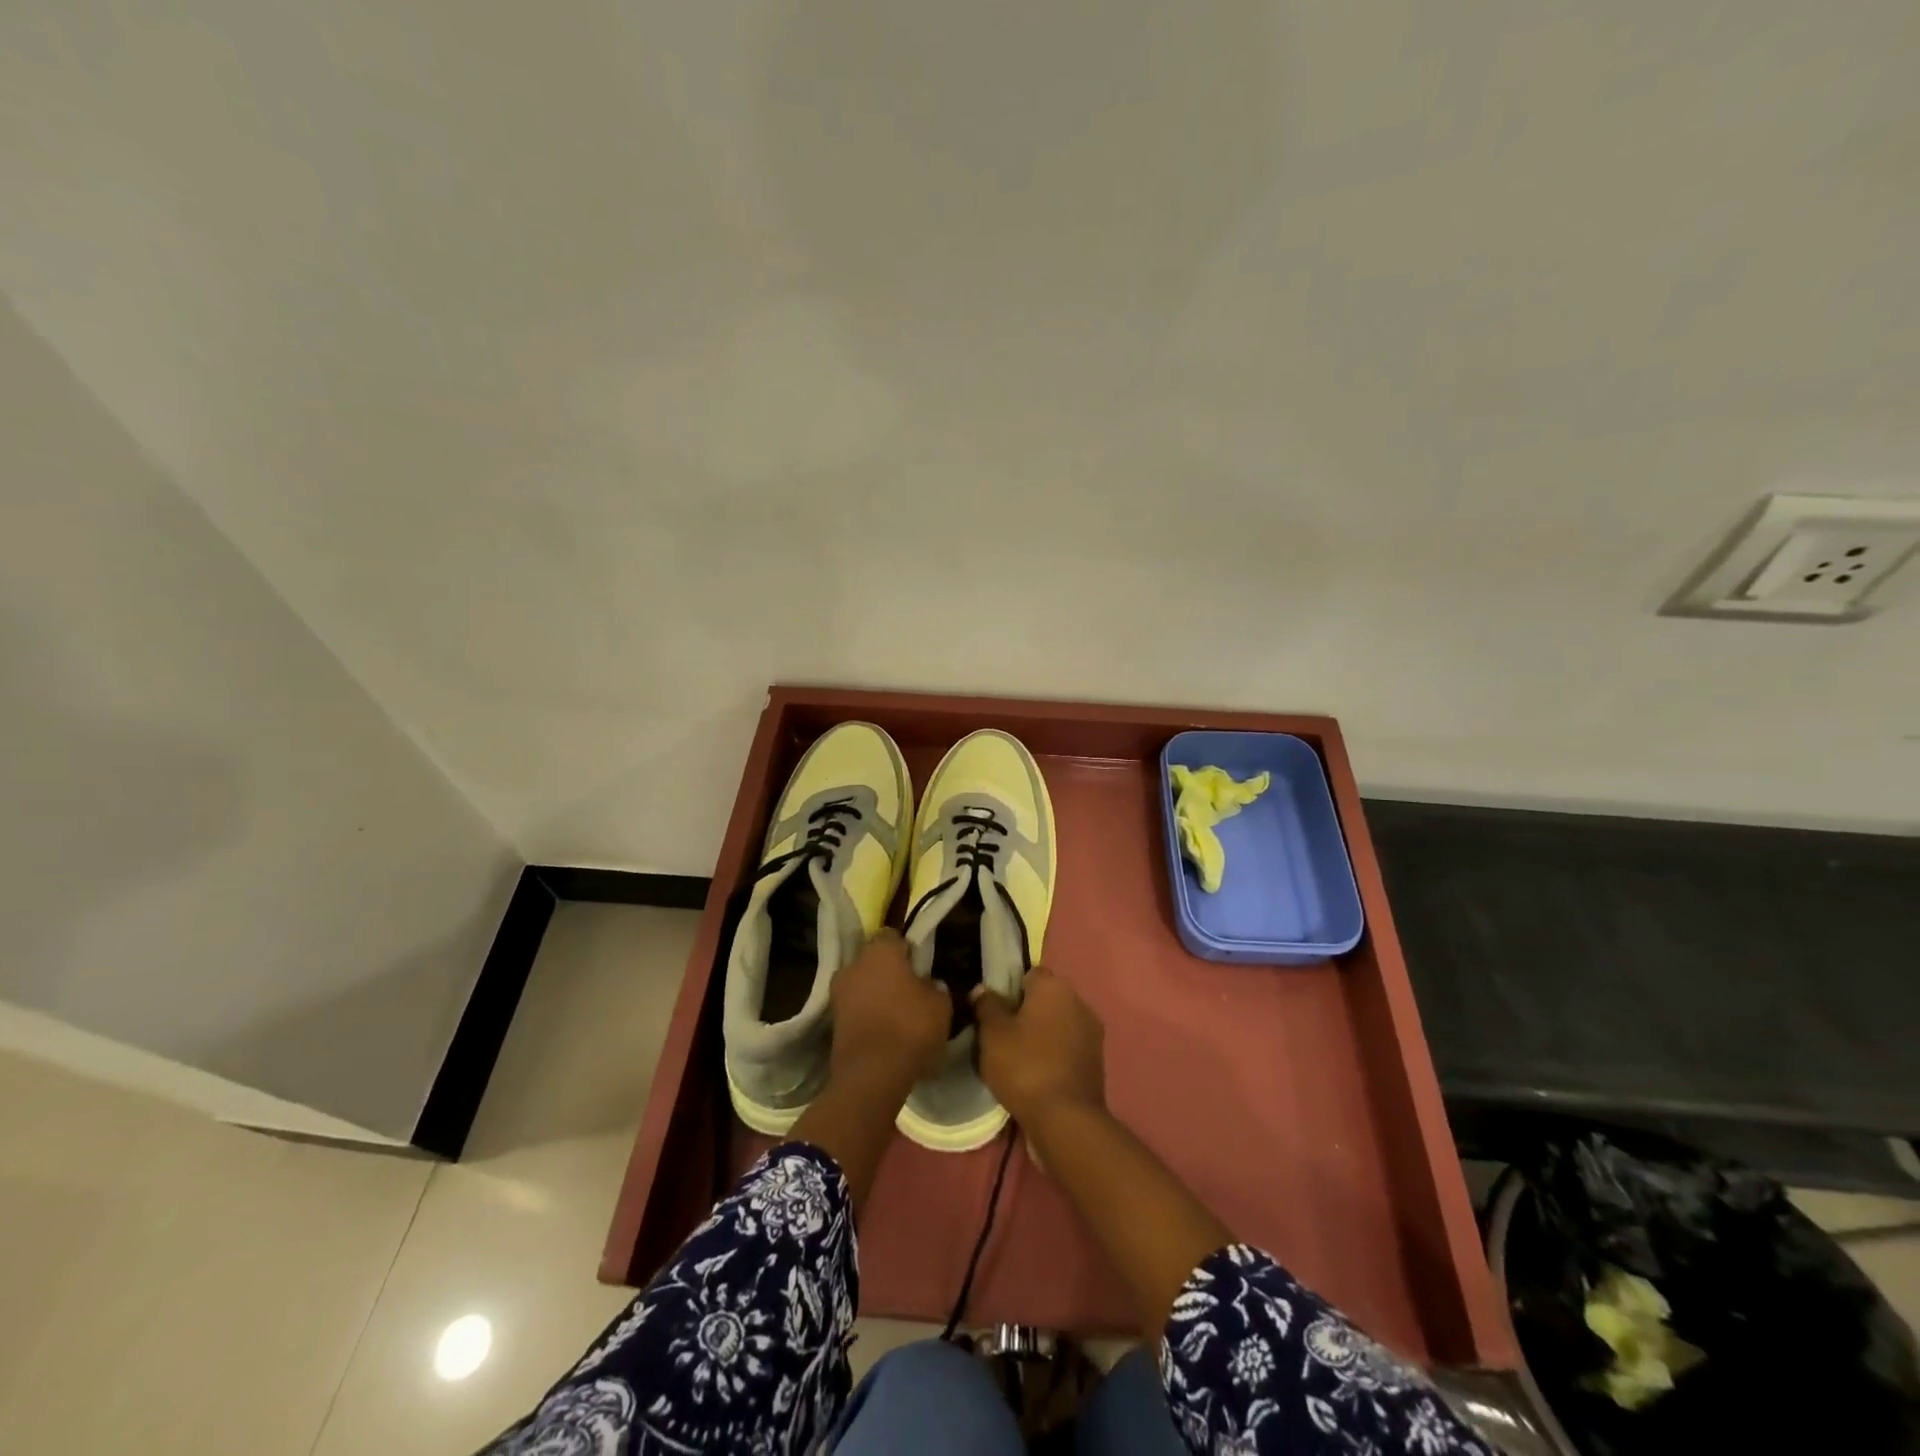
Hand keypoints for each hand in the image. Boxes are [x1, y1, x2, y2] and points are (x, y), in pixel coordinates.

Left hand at [829, 930, 952, 1094]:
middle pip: (874, 960)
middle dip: (889, 971)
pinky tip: (884, 1031)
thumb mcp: (940, 1004)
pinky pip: (855, 1008)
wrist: (872, 1075)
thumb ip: (934, 986)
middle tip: (910, 989)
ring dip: (876, 994)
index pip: (892, 935)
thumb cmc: (910, 1027)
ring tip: (898, 1014)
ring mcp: (838, 993)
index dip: (906, 948)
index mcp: (880, 950)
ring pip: (863, 984)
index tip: (919, 964)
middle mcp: (854, 964)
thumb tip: (928, 984)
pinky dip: (867, 1014)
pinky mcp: (832, 1021)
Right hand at [969, 966, 1105, 1128]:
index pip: (1028, 974)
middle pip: (1045, 998)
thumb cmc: (1025, 1067)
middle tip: (1000, 1036)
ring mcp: (1091, 1032)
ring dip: (1041, 1034)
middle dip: (1025, 1012)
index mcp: (1054, 986)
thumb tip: (983, 989)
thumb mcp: (992, 1034)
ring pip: (1057, 1023)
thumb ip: (986, 1005)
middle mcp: (1078, 1000)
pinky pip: (1068, 1047)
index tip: (993, 1011)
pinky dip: (1054, 1055)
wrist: (1066, 1120)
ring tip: (1016, 1058)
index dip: (1009, 989)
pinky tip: (1035, 1075)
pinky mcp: (1097, 1061)